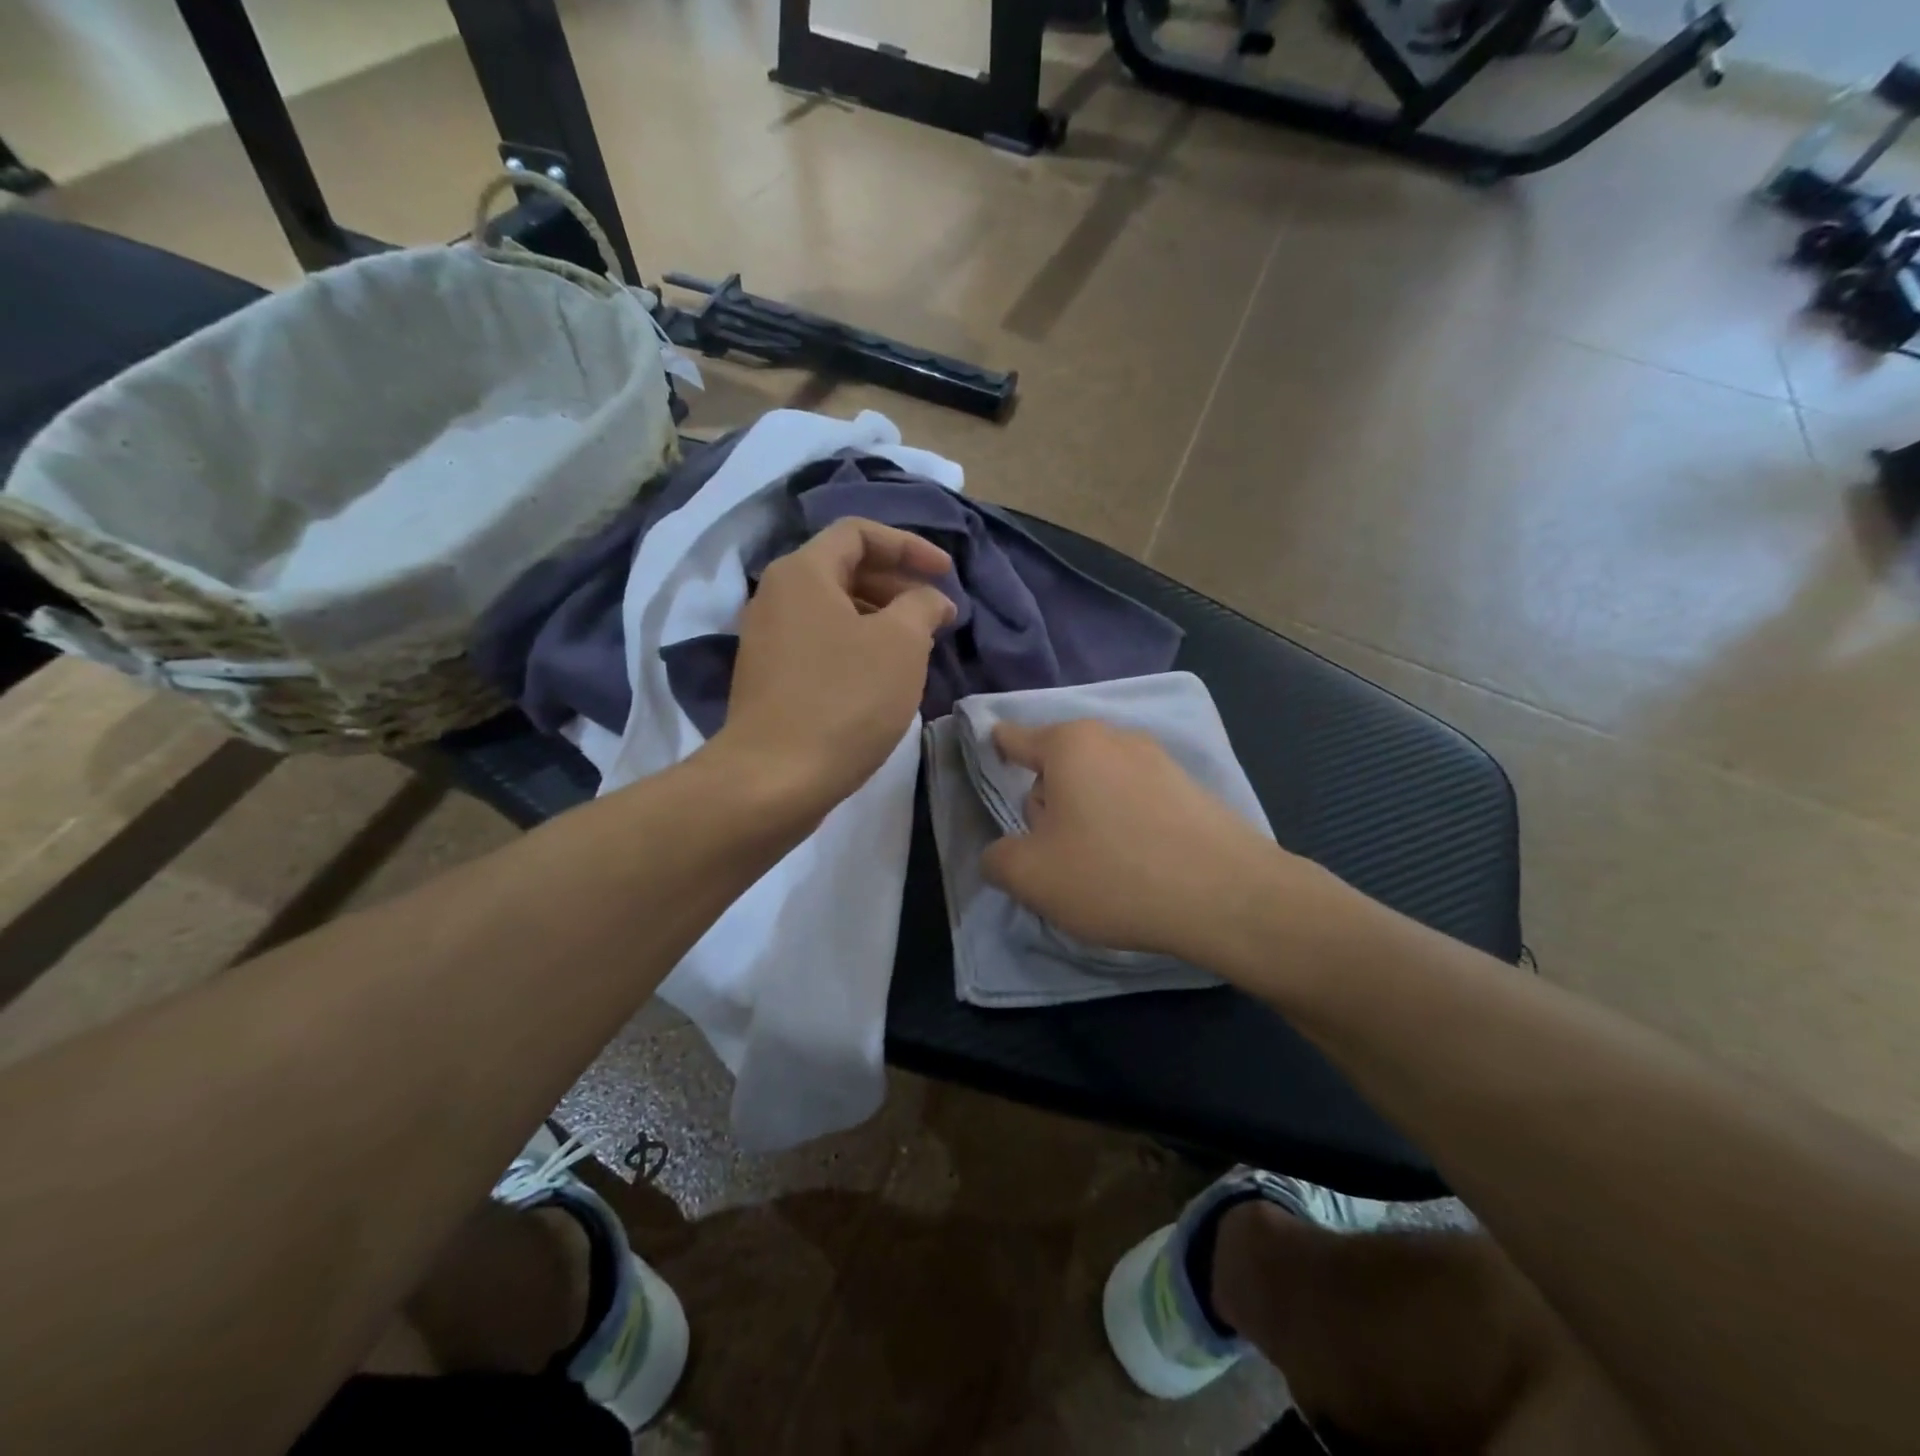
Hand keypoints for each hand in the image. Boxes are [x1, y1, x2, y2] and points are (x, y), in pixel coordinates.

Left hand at [715, 517, 955, 815]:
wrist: (775, 778)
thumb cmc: (845, 700)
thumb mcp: (901, 643)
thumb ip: (922, 605)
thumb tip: (929, 600)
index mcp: (803, 572)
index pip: (859, 532)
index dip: (909, 545)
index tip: (946, 574)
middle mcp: (777, 596)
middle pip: (846, 569)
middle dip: (899, 585)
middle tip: (937, 615)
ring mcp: (769, 639)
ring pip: (835, 610)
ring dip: (882, 618)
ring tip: (919, 648)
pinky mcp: (771, 678)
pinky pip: (822, 642)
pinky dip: (858, 646)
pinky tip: (884, 677)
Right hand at [980, 720, 1327, 969]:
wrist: (1228, 896)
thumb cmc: (1114, 874)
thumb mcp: (1031, 877)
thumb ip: (998, 859)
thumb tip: (1003, 854)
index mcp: (1069, 744)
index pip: (1014, 737)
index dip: (995, 750)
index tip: (990, 762)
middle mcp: (1114, 737)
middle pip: (1057, 766)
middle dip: (1047, 803)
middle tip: (1056, 853)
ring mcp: (1159, 759)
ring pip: (1098, 784)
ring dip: (1087, 816)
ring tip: (1101, 866)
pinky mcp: (1190, 787)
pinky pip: (1136, 799)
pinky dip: (1125, 824)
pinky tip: (1138, 864)